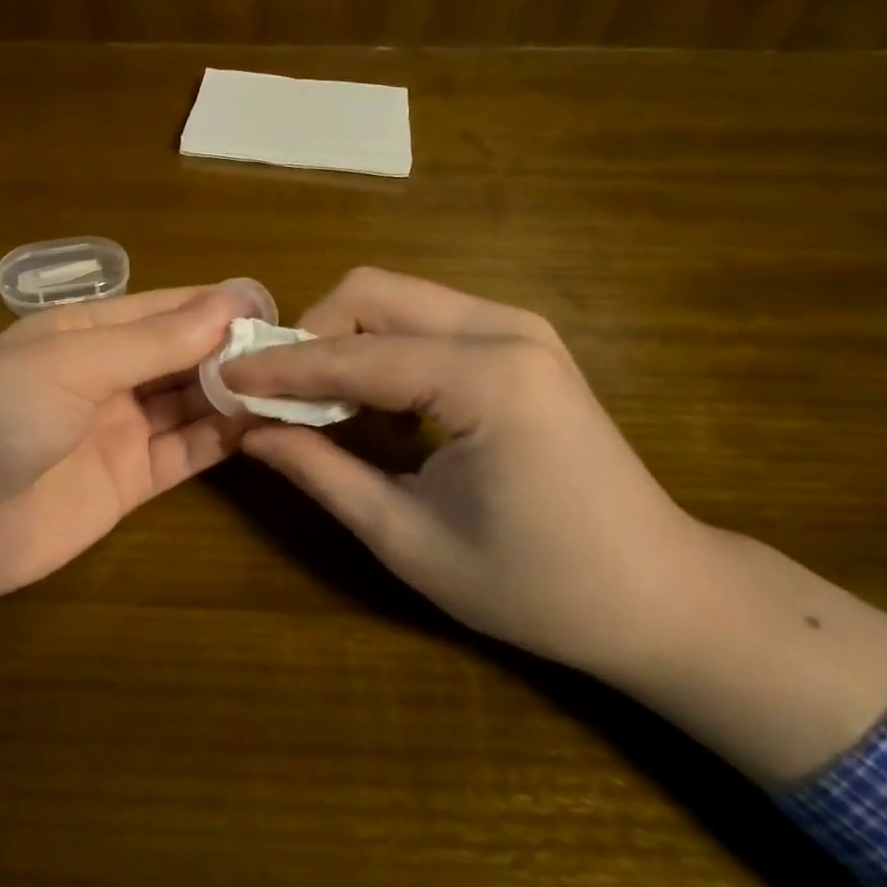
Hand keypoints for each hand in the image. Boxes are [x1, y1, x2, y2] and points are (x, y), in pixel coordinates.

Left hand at [0, 285, 253, 711]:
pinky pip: (186, 453)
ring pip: (191, 403)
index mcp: (85, 331)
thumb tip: (232, 301)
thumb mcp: (71, 363)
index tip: (276, 306)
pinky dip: (222, 440)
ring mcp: (119, 430)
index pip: (166, 309)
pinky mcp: (129, 483)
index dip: (218, 305)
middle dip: (235, 351)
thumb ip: (153, 340)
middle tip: (299, 352)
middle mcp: (106, 375)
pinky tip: (263, 428)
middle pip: (184, 355)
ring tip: (294, 387)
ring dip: (236, 394)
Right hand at [222, 267, 698, 684]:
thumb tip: (250, 431)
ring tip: (320, 404)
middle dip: (311, 335)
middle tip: (278, 394)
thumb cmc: (537, 585)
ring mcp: (520, 328)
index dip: (279, 369)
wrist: (663, 595)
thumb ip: (321, 473)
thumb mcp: (408, 539)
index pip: (352, 356)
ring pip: (396, 296)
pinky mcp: (522, 341)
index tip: (222, 379)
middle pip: (372, 291)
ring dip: (343, 339)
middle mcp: (505, 329)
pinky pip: (424, 319)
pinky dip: (381, 349)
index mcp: (485, 378)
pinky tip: (376, 405)